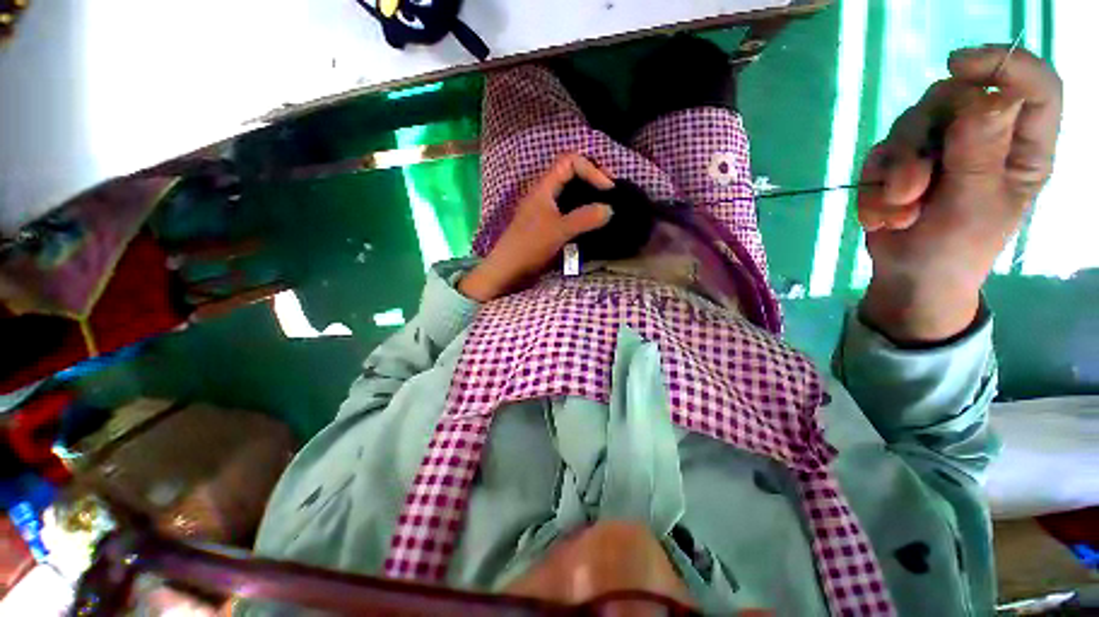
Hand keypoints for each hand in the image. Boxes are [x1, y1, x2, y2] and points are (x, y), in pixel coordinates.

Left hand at [459, 154, 613, 301]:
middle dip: (593, 178)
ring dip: (589, 195)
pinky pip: (569, 210)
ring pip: (571, 192)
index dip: (592, 169)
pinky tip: (592, 221)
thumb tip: (610, 209)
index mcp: (544, 187)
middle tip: (611, 192)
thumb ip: (584, 218)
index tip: (608, 188)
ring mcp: (546, 209)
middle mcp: (545, 194)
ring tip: (606, 205)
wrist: (508, 270)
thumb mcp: (558, 230)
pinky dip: (583, 210)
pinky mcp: (548, 224)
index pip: (570, 161)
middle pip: (571, 173)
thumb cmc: (529, 246)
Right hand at [856, 45, 1061, 342]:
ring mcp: (940, 146)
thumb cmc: (956, 250)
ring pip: (909, 124)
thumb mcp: (974, 207)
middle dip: (921, 139)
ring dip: (894, 172)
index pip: (1032, 87)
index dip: (1003, 66)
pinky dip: (873, 188)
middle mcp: (983, 136)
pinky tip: (880, 216)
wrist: (910, 276)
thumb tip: (985, 97)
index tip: (959, 66)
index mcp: (1021, 147)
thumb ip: (980, 153)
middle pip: (953, 98)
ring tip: (897, 214)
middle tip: (909, 189)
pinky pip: (879, 155)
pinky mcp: (902, 160)